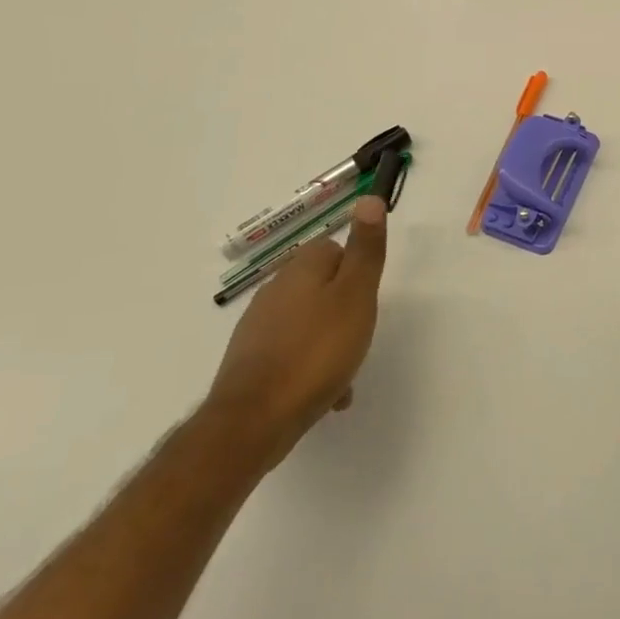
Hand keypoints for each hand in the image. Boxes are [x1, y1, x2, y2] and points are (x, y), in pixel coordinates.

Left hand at [204, 195, 387, 469]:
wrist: (253, 421)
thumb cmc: (316, 351)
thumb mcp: (356, 295)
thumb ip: (366, 249)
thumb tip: (369, 197)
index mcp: (301, 268)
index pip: (335, 249)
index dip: (356, 273)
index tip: (367, 301)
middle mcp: (276, 288)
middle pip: (322, 287)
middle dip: (344, 311)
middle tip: (359, 338)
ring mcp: (259, 326)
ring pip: (308, 323)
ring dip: (329, 343)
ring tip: (344, 375)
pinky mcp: (250, 361)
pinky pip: (292, 353)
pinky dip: (309, 368)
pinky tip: (323, 396)